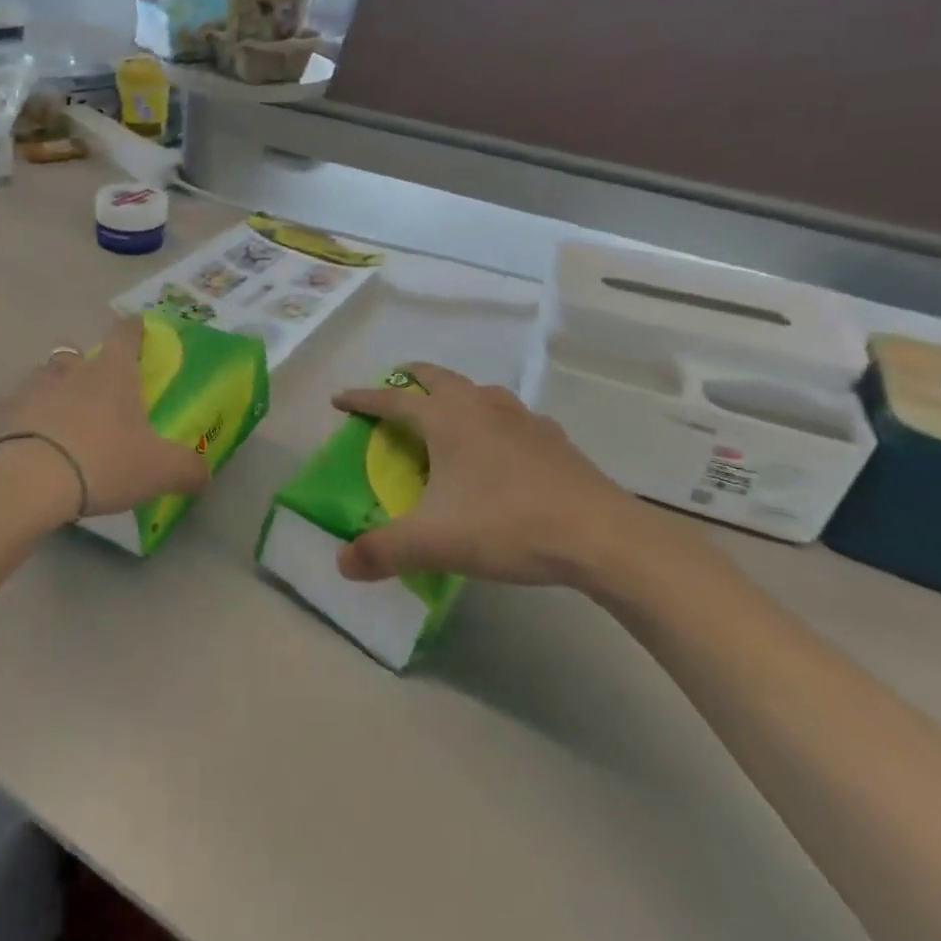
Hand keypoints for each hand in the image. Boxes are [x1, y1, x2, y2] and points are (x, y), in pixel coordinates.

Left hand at [0, 317, 208, 526]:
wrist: (31, 482)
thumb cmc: (104, 462)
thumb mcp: (160, 470)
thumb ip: (188, 469)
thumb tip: (205, 475)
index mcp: (112, 374)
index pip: (124, 334)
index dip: (133, 328)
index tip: (137, 327)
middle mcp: (70, 372)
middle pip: (76, 354)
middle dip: (85, 365)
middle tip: (95, 390)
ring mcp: (30, 390)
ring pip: (41, 376)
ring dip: (51, 388)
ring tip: (58, 415)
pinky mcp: (0, 416)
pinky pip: (7, 410)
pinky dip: (14, 419)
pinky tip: (19, 439)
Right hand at [329, 363, 645, 587]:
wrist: (601, 536)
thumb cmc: (506, 525)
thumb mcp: (434, 542)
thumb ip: (383, 550)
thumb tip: (341, 563)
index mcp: (446, 419)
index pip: (392, 399)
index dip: (362, 398)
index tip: (339, 399)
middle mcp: (480, 406)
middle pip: (437, 377)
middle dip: (410, 378)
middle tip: (393, 388)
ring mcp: (522, 419)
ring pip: (478, 391)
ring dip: (454, 394)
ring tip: (445, 415)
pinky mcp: (553, 439)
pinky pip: (511, 417)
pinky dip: (493, 420)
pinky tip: (500, 447)